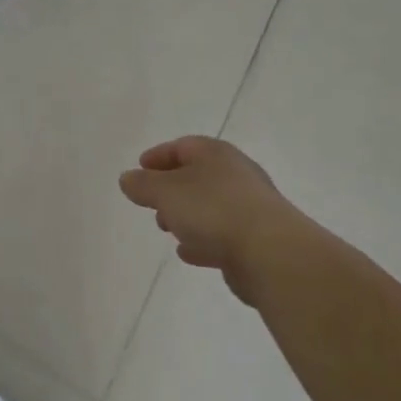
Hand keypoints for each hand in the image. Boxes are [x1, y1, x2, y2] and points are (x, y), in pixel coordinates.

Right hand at [119, 136, 312, 305]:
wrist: (271, 254)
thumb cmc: (212, 210)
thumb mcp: (164, 192)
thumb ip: (142, 185)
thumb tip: (128, 179)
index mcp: (215, 154)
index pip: (182, 146)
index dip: (158, 156)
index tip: (139, 168)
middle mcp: (236, 175)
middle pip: (197, 176)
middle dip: (171, 189)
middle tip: (151, 202)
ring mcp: (250, 208)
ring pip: (210, 206)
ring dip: (186, 216)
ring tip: (166, 229)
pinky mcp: (257, 240)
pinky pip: (223, 234)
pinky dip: (203, 239)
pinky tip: (189, 253)